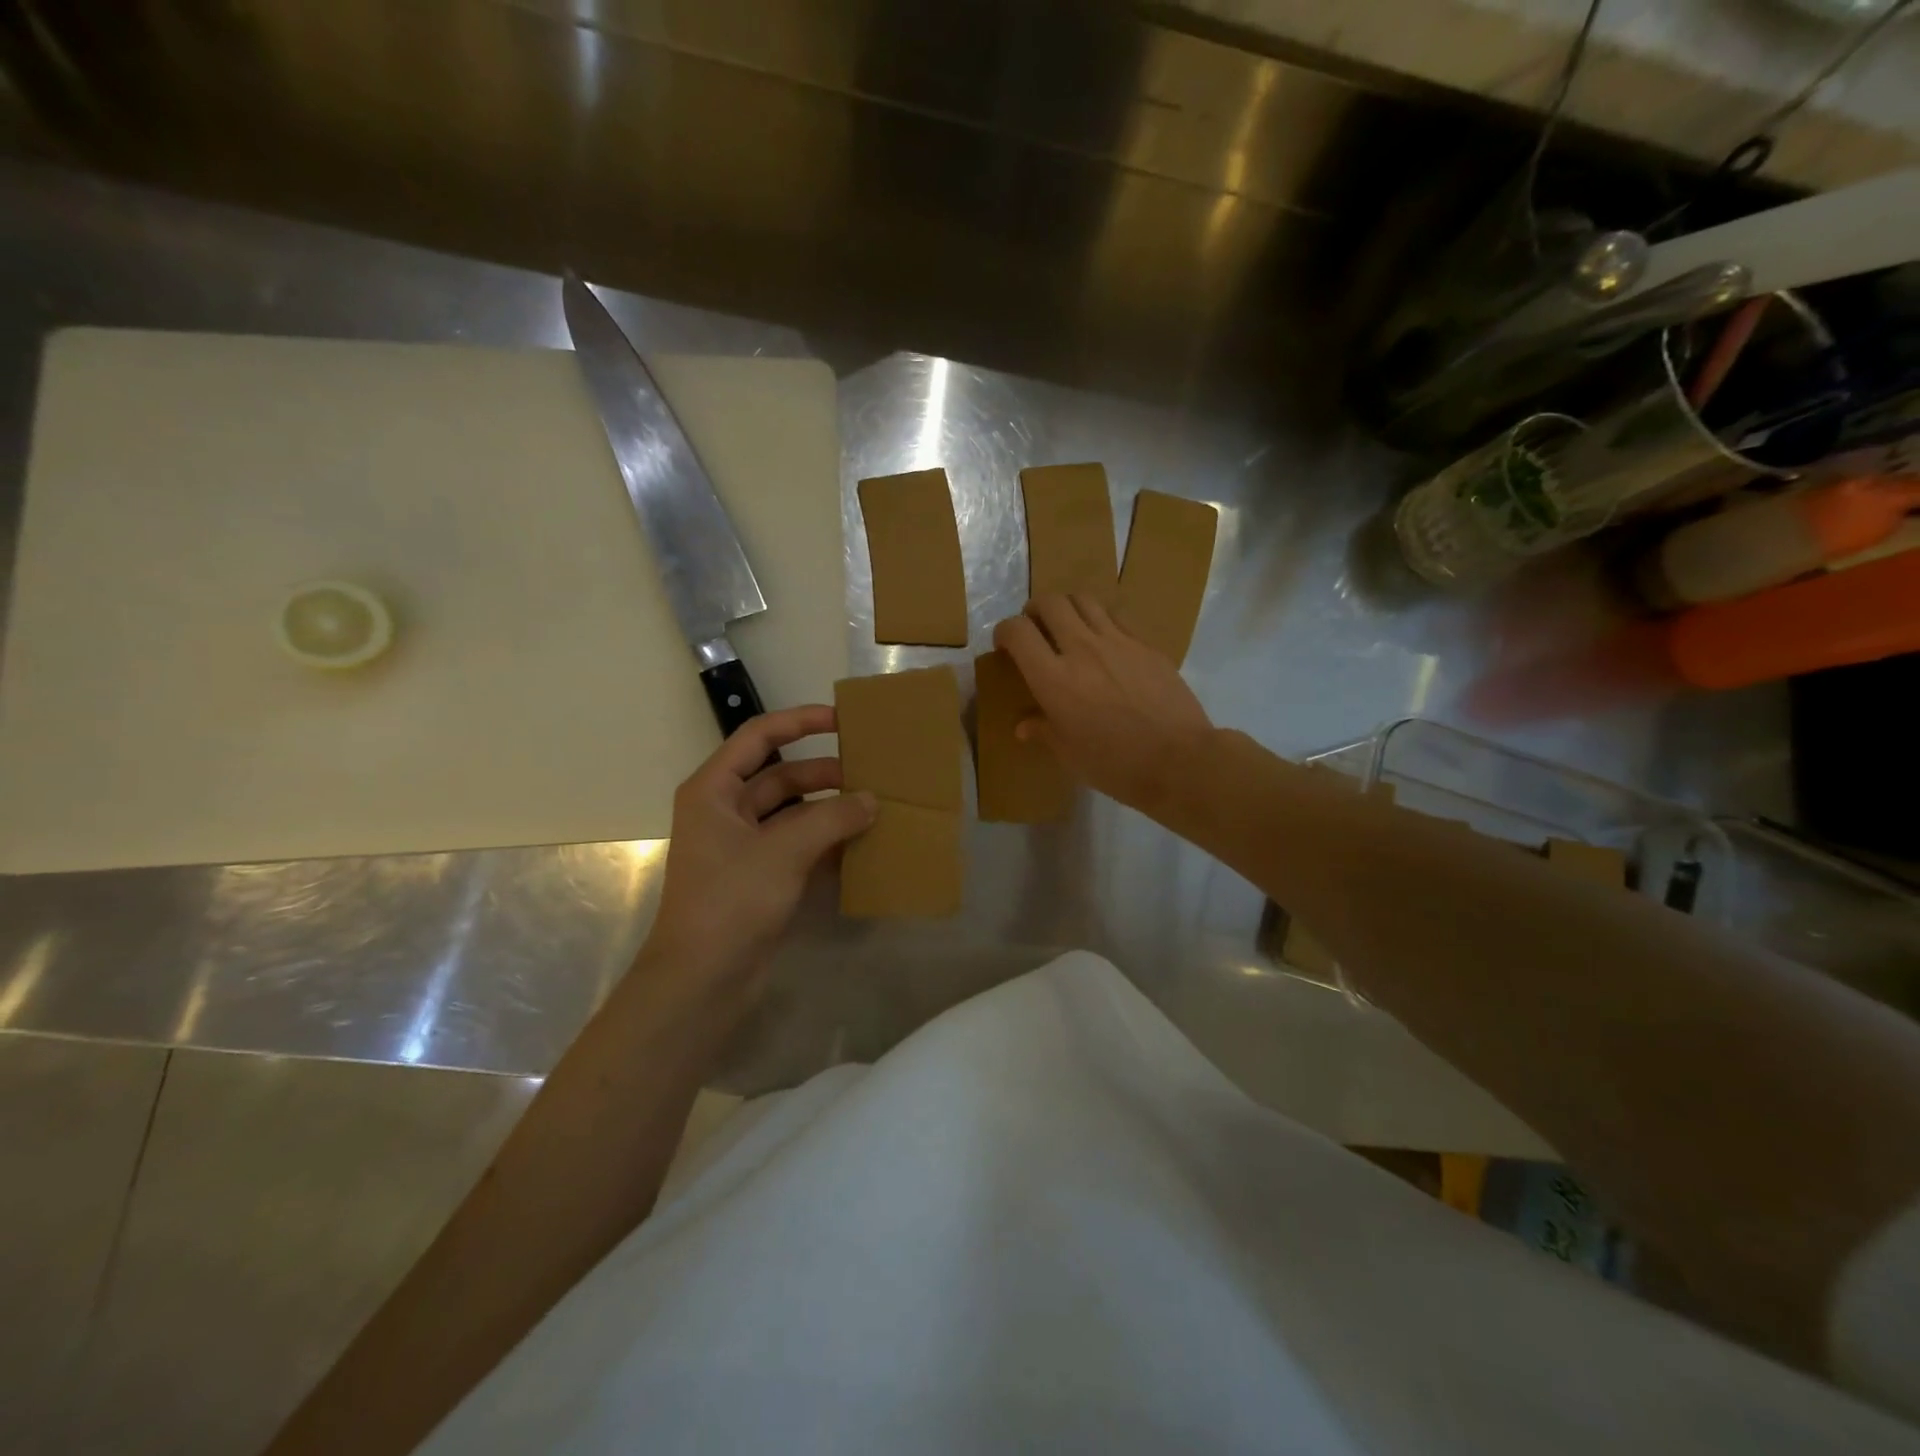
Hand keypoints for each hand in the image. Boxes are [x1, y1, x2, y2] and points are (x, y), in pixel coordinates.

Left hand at [646, 705, 874, 993]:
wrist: (702, 980)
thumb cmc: (731, 901)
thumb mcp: (784, 851)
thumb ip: (832, 818)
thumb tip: (871, 800)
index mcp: (714, 791)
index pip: (758, 737)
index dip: (799, 721)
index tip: (842, 720)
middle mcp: (726, 812)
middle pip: (782, 776)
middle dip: (826, 774)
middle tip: (873, 774)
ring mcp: (744, 847)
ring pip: (795, 814)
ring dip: (831, 810)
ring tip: (876, 808)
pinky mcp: (761, 878)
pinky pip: (799, 846)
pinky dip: (828, 843)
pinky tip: (863, 845)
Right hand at [994, 594, 1214, 816]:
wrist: (1178, 759)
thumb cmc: (1114, 764)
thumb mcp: (1069, 753)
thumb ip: (1043, 730)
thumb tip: (1024, 725)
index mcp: (1053, 679)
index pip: (1018, 632)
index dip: (1005, 632)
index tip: (1005, 646)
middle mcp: (1081, 649)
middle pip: (1049, 603)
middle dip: (1034, 611)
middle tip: (1035, 630)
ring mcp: (1117, 642)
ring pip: (1083, 599)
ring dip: (1067, 607)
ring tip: (1068, 627)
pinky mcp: (1145, 644)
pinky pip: (1116, 615)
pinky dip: (1100, 618)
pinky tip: (1104, 640)